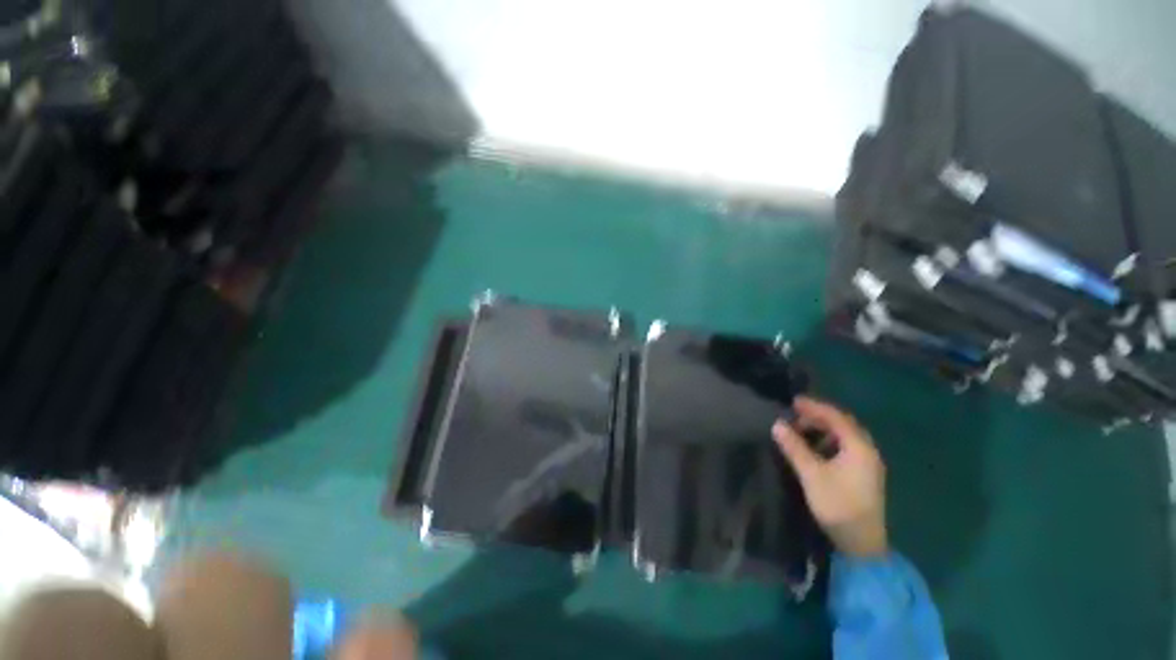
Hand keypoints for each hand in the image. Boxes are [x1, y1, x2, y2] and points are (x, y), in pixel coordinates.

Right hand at [772, 396, 887, 557]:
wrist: (862, 544)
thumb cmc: (838, 505)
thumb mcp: (812, 475)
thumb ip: (795, 447)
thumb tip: (777, 424)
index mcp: (859, 448)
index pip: (836, 418)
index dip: (814, 407)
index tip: (792, 402)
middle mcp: (867, 451)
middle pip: (843, 425)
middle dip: (819, 417)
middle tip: (795, 415)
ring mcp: (867, 464)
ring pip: (845, 437)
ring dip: (824, 429)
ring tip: (802, 429)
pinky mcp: (863, 475)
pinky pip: (846, 448)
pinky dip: (829, 441)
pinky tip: (815, 448)